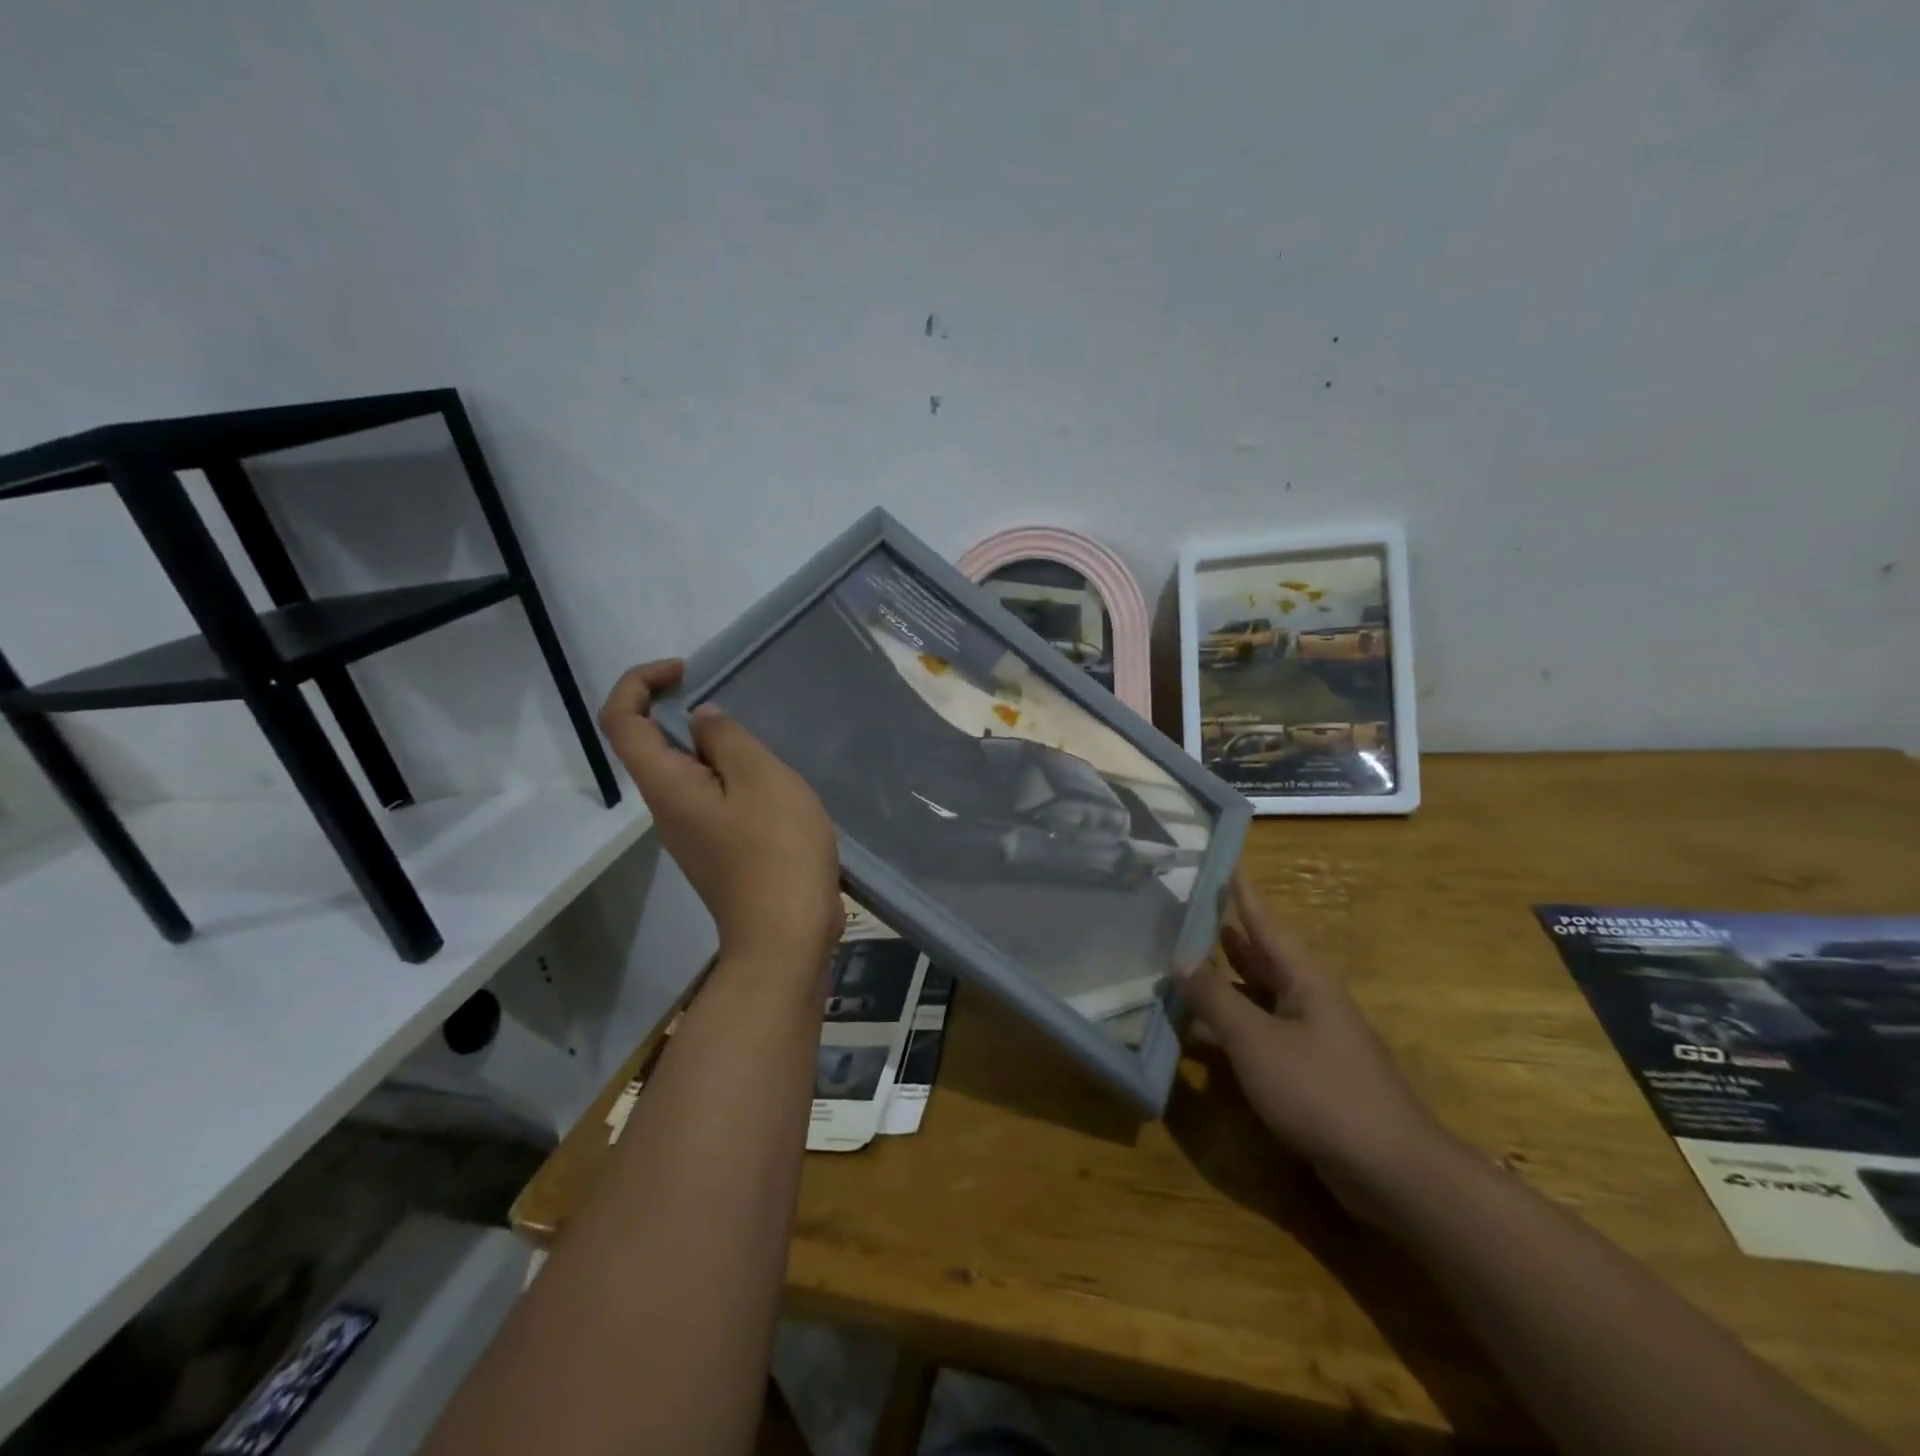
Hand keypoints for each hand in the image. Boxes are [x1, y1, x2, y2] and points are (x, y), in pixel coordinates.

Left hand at [599, 660, 840, 969]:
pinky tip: (774, 785)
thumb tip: (701, 720)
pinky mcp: (718, 851)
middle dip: (683, 711)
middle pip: (651, 746)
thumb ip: (728, 740)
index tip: (687, 672)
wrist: (787, 936)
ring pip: (687, 773)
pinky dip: (732, 776)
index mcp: (667, 786)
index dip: (640, 682)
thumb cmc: (776, 851)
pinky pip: (713, 798)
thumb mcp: (761, 779)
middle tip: (739, 706)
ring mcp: (692, 834)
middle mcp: (667, 809)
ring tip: (765, 746)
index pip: (620, 721)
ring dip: (716, 747)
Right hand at [1178, 871, 1450, 1209]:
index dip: (1242, 893)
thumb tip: (1180, 958)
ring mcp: (1309, 1037)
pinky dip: (1229, 1028)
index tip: (1223, 861)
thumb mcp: (1256, 1041)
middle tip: (1184, 913)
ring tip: (1179, 967)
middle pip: (1259, 958)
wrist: (1391, 1172)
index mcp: (1303, 978)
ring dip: (1221, 985)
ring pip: (1256, 998)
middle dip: (1224, 937)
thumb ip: (1214, 999)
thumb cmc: (1321, 1092)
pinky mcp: (1306, 1073)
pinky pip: (1259, 1034)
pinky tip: (1198, 1035)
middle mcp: (1308, 999)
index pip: (1264, 922)